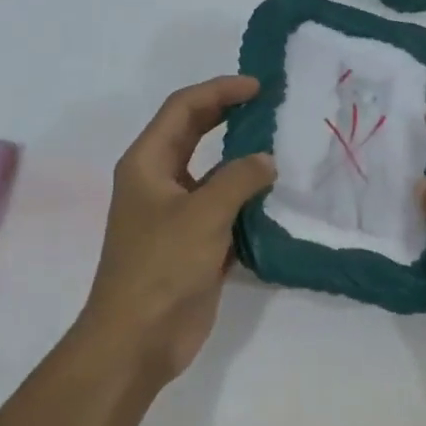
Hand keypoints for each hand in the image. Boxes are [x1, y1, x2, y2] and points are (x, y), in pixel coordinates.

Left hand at [74, 76, 275, 393]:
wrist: (140, 338)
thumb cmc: (161, 267)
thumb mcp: (202, 215)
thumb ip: (238, 180)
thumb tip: (267, 161)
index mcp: (147, 163)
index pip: (183, 109)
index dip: (219, 90)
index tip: (259, 87)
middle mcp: (159, 181)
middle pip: (196, 134)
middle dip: (230, 116)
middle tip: (272, 106)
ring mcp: (177, 214)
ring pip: (214, 174)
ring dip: (244, 161)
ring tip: (285, 148)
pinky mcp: (195, 243)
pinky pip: (225, 209)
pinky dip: (248, 201)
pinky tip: (280, 198)